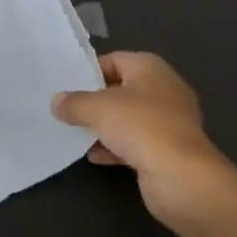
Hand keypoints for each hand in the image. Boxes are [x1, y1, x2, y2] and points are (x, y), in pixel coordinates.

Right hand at [52, 52, 231, 223]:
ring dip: (105, 127)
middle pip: (121, 89)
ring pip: (129, 118)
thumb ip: (74, 103)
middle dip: (96, 101)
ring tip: (76, 134)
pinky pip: (137, 142)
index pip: (114, 60)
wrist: (181, 176)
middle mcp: (163, 88)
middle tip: (68, 110)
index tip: (66, 86)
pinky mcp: (169, 150)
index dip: (90, 71)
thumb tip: (56, 101)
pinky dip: (116, 147)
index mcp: (150, 67)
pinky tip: (95, 157)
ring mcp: (169, 121)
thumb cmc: (140, 126)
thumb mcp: (98, 109)